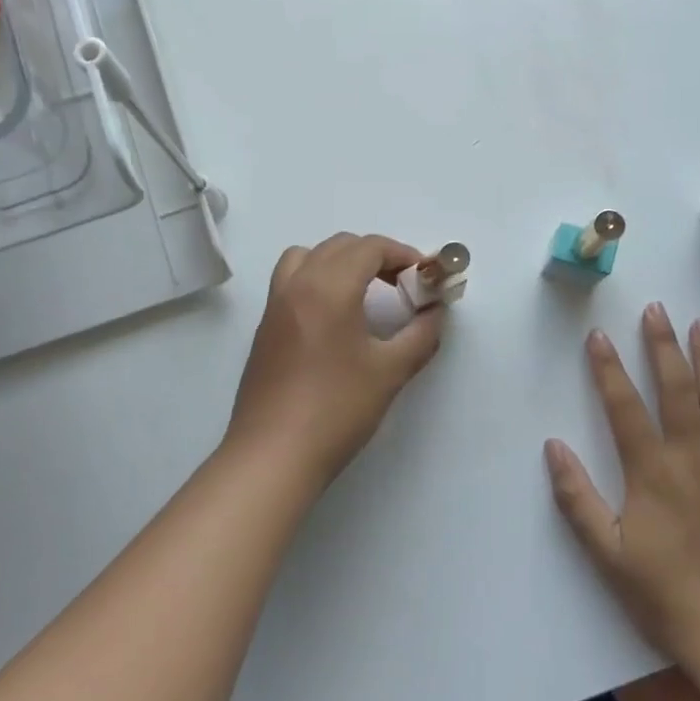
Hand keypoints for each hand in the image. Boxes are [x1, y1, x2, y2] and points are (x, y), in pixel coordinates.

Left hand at [226, 233, 445, 488]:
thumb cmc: (337, 410)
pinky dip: (316, 279)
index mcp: (328, 288)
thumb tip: (435, 314)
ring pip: (307, 256)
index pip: (369, 247)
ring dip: (339, 261)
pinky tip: (334, 319)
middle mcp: (297, 285)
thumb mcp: (390, 372)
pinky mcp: (264, 328)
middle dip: (375, 256)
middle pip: (339, 246)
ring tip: (363, 293)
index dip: (402, 254)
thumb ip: (421, 335)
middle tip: (402, 286)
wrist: (274, 454)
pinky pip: (291, 281)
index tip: (424, 278)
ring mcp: (275, 305)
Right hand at [545, 303, 699, 665]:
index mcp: (652, 472)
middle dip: (663, 346)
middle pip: (677, 390)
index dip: (608, 369)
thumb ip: (576, 497)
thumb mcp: (606, 553)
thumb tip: (552, 445)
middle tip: (657, 309)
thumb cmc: (664, 594)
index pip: (624, 407)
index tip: (599, 335)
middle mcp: (693, 458)